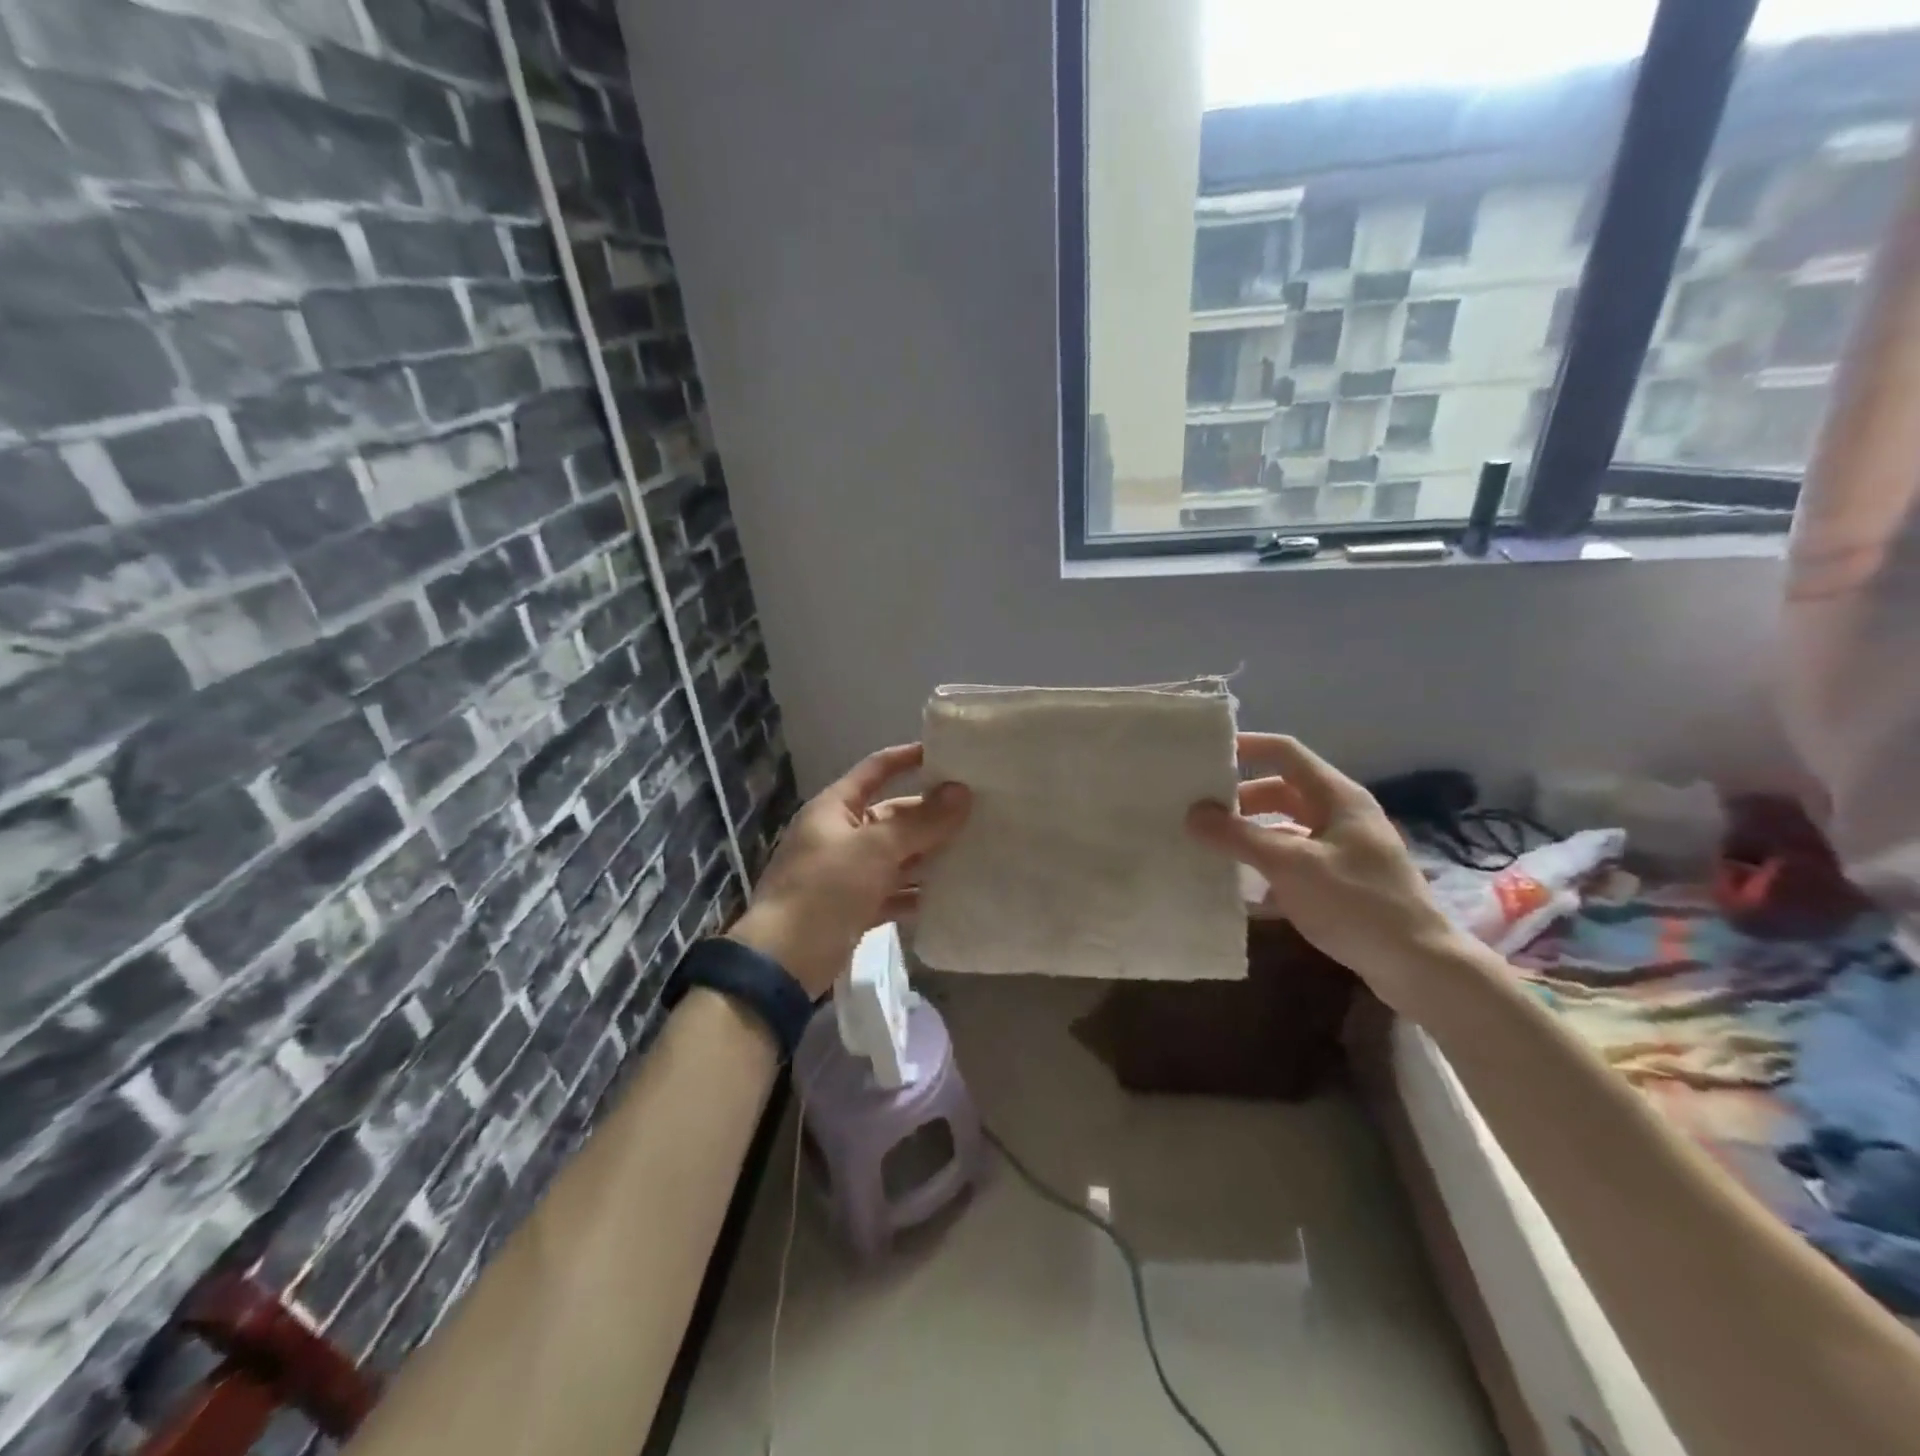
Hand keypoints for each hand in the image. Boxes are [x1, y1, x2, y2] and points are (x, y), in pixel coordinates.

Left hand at [727, 743, 970, 998]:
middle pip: (892, 816)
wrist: (784, 961)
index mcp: (835, 808)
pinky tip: (951, 894)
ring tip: (975, 849)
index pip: (876, 770)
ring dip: (929, 855)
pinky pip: (893, 892)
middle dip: (930, 814)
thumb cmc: (825, 889)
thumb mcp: (875, 849)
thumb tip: (961, 792)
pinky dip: (917, 892)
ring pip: (896, 856)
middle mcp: (841, 835)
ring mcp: (847, 873)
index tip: (948, 754)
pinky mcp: (855, 908)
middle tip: (978, 810)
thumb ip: (920, 822)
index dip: (908, 758)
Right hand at [1186, 733, 1464, 1012]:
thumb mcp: (1290, 865)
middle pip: (1281, 791)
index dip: (1247, 747)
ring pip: (1285, 828)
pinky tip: (1241, 889)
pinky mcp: (1342, 881)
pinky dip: (1266, 867)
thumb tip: (1192, 813)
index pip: (1285, 752)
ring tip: (1211, 848)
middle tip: (1198, 813)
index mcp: (1336, 797)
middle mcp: (1340, 815)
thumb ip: (1239, 836)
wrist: (1419, 966)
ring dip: (1250, 835)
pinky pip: (1294, 861)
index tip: (1205, 755)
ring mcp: (1343, 849)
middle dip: (1239, 800)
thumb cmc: (1356, 903)